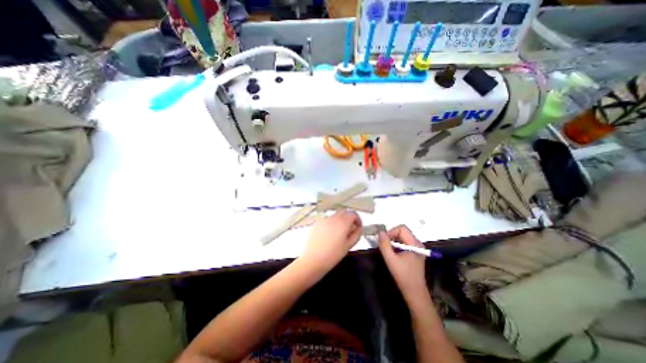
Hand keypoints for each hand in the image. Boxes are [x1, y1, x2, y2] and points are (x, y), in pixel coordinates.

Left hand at [303, 210, 362, 271]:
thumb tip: (359, 228)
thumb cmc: (333, 255)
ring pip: (335, 216)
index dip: (357, 219)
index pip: (353, 214)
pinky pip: (327, 220)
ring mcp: (324, 219)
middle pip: (344, 212)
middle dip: (349, 218)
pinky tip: (329, 235)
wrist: (313, 259)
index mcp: (343, 222)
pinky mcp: (316, 223)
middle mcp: (333, 218)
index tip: (358, 227)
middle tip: (350, 229)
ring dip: (340, 221)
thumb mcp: (348, 246)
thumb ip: (356, 234)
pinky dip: (331, 224)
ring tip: (339, 233)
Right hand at [380, 228, 428, 300]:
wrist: (414, 292)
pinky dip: (397, 245)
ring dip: (393, 241)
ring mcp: (417, 248)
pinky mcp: (415, 252)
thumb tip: (380, 232)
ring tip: (389, 250)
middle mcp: (418, 243)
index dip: (391, 232)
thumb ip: (384, 245)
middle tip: (385, 246)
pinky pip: (404, 242)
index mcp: (415, 244)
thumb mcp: (391, 260)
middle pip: (402, 231)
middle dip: (392, 236)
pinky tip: (394, 254)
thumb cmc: (403, 276)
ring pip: (402, 236)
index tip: (384, 241)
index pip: (402, 228)